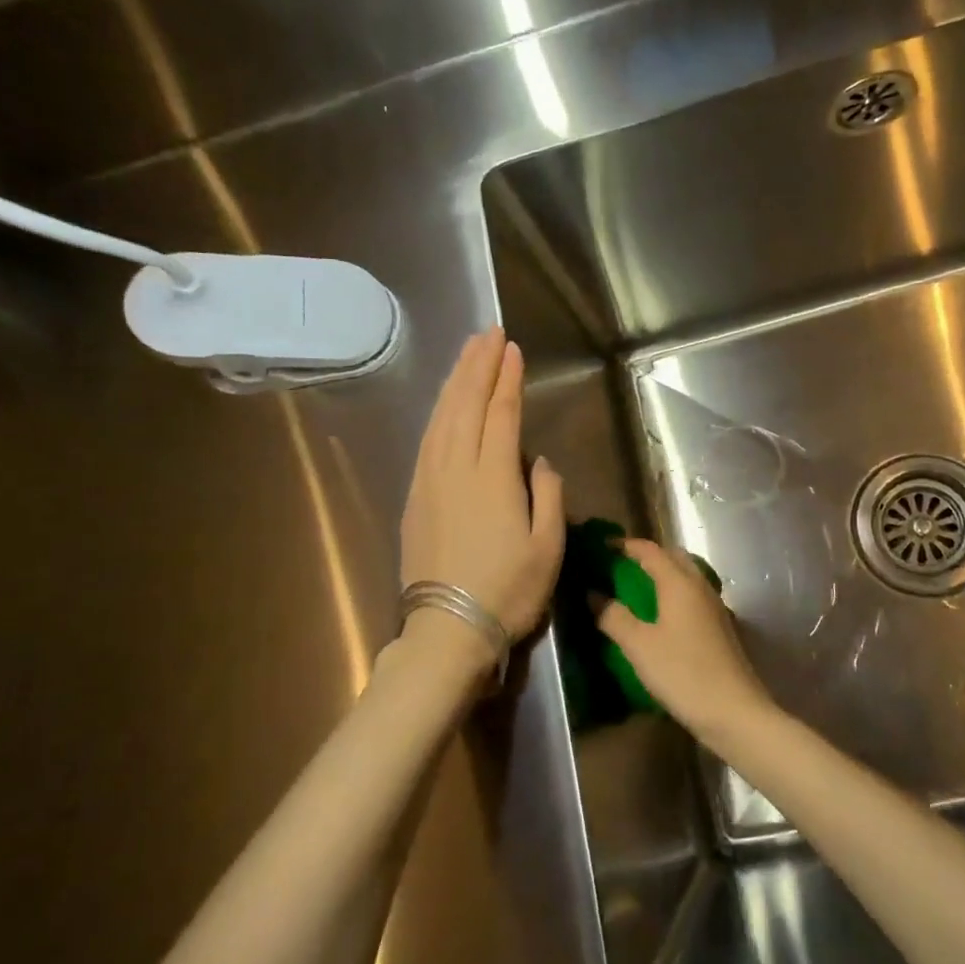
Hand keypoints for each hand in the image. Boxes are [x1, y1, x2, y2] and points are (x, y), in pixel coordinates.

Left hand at [402, 328, 564, 643]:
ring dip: (455, 382)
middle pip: (465, 405)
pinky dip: (437, 413)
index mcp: (493, 478)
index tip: (512, 348)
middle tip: (488, 333)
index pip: (500, 414)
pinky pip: (427, 441)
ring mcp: (430, 481)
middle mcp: (456, 469)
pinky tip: (445, 404)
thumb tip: (538, 462)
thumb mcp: (548, 548)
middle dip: (477, 366)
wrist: (448, 630)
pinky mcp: (415, 498)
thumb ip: (549, 497)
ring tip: (467, 354)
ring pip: (441, 418)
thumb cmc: (508, 591)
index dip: (506, 379)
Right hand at [595, 540, 777, 741]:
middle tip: (618, 568)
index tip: (601, 548)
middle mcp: (699, 585)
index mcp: (679, 582)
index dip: (625, 545)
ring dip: (662, 574)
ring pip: (685, 576)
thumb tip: (593, 593)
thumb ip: (613, 616)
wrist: (733, 710)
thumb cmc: (682, 673)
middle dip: (646, 556)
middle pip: (672, 556)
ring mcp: (714, 605)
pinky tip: (661, 616)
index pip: (649, 550)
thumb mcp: (638, 646)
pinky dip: (673, 593)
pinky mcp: (720, 626)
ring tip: (635, 590)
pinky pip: (692, 595)